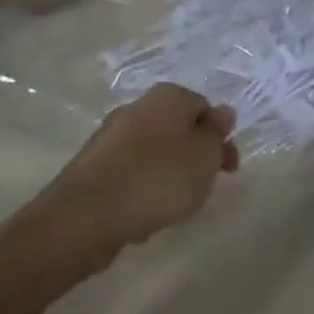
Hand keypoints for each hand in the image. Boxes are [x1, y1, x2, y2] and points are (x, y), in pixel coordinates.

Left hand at [25, 84, 238, 259]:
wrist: (86, 216)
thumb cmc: (159, 178)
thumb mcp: (206, 155)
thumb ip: (217, 134)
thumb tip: (221, 114)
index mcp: (167, 97)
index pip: (204, 106)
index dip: (220, 134)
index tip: (228, 165)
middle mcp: (136, 108)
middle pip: (178, 127)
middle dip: (196, 153)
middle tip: (207, 183)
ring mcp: (110, 138)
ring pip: (154, 150)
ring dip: (171, 171)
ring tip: (177, 202)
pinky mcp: (92, 168)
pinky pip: (131, 172)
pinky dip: (144, 187)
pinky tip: (147, 210)